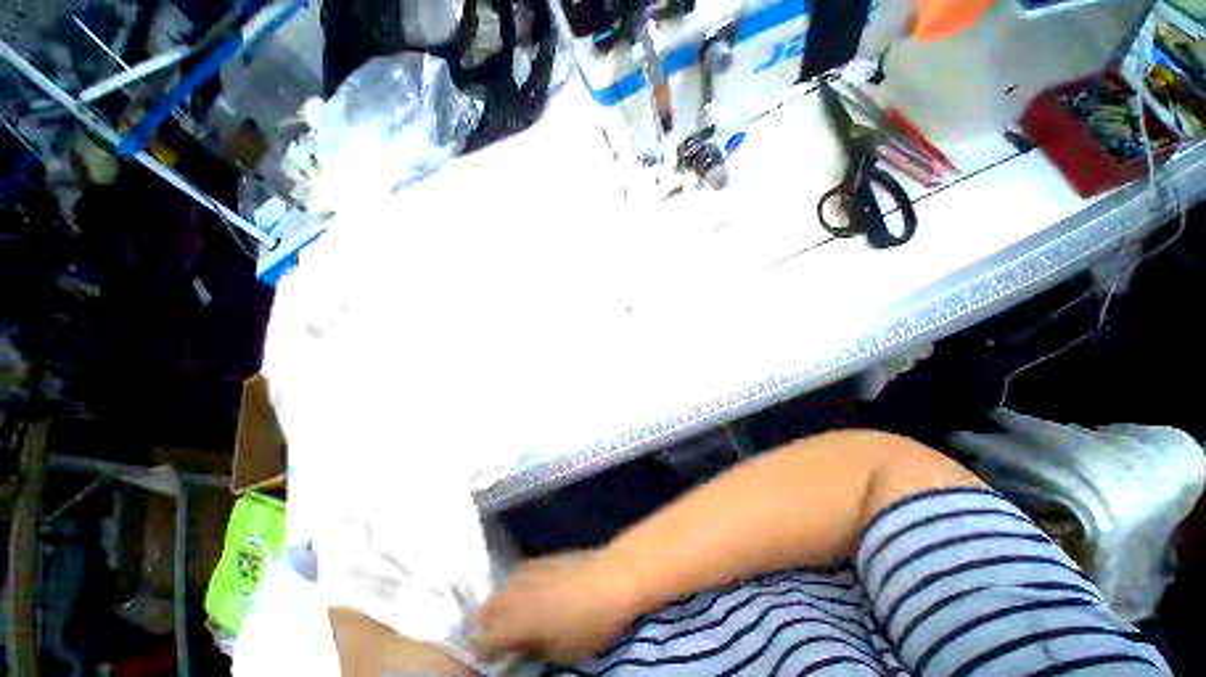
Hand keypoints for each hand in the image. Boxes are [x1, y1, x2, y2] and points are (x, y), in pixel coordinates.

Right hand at [472, 550, 640, 663]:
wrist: (613, 576)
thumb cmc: (591, 622)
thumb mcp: (563, 651)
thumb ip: (535, 649)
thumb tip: (520, 647)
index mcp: (521, 621)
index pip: (488, 636)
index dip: (482, 648)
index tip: (483, 656)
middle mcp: (520, 592)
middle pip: (491, 607)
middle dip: (486, 623)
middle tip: (492, 636)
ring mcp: (532, 571)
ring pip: (503, 587)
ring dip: (500, 602)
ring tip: (506, 614)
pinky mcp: (544, 557)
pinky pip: (519, 572)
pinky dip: (515, 584)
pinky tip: (525, 590)